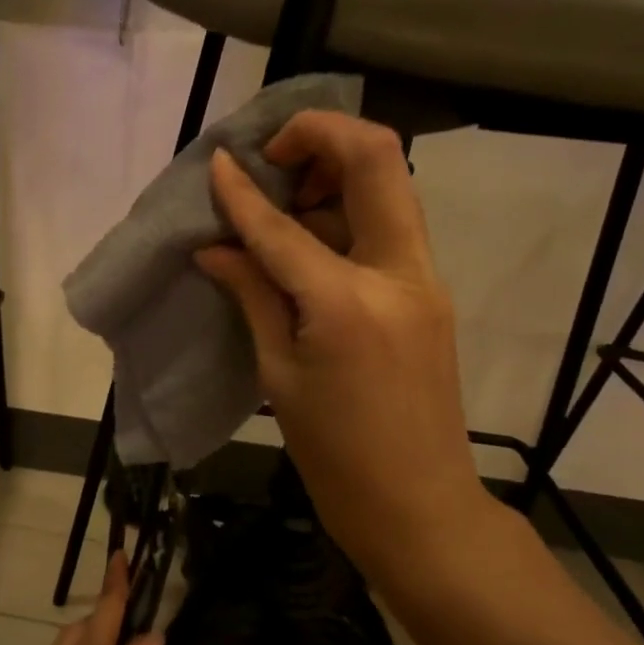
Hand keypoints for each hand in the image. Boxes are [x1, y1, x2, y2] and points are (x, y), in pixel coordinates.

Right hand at [195, 111, 491, 577]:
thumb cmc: (336, 455)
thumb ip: (253, 295)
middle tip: (272, 159)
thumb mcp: (279, 375)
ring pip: (388, 186)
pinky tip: (307, 240)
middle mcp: (398, 273)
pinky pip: (386, 227)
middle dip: (320, 136)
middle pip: (376, 159)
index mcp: (348, 302)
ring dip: (334, 173)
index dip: (243, 191)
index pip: (283, 226)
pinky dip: (345, 213)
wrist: (420, 508)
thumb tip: (215, 247)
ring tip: (282, 202)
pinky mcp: (428, 292)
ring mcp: (423, 280)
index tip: (218, 163)